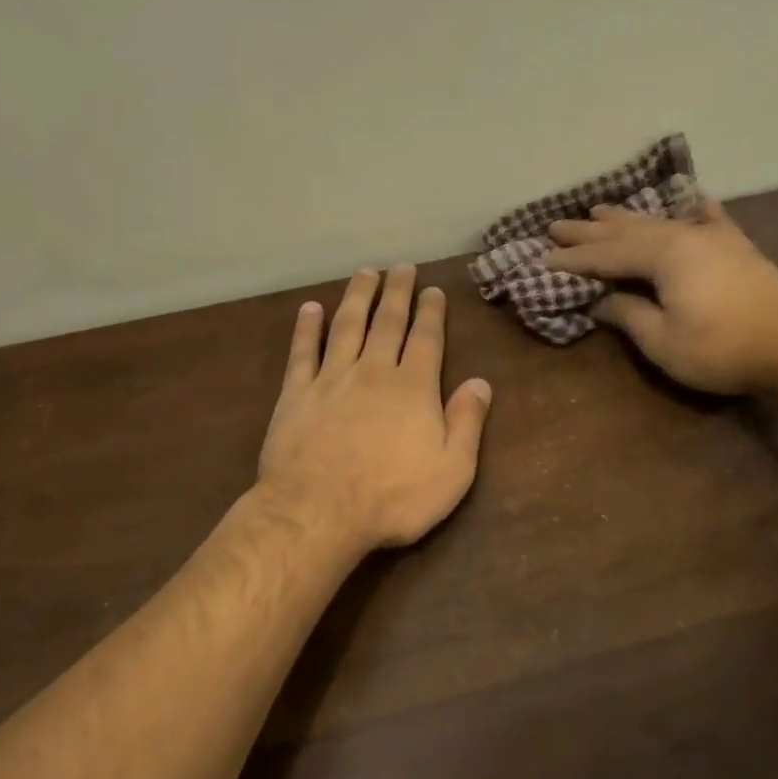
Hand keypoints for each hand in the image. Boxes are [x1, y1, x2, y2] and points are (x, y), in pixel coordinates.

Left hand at [258, 265, 493, 550]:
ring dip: (357, 297)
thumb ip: (467, 422)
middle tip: (401, 268)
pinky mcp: (296, 394)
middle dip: (397, 293)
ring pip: (346, 326)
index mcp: (413, 388)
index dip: (431, 313)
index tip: (433, 290)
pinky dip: (306, 328)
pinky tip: (310, 309)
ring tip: (365, 273)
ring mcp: (331, 379)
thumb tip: (481, 382)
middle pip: (387, 322)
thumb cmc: (393, 497)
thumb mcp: (451, 470)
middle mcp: (373, 372)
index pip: (426, 339)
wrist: (318, 511)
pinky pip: (302, 352)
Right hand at [545, 200, 777, 394]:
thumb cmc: (722, 349)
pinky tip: (689, 200)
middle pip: (627, 232)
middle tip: (556, 226)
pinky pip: (707, 220)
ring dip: (626, 218)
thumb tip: (600, 301)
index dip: (573, 261)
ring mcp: (713, 237)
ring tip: (598, 210)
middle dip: (589, 232)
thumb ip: (628, 315)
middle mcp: (684, 236)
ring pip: (660, 222)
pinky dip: (692, 211)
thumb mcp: (663, 341)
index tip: (542, 260)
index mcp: (663, 256)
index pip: (606, 256)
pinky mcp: (736, 248)